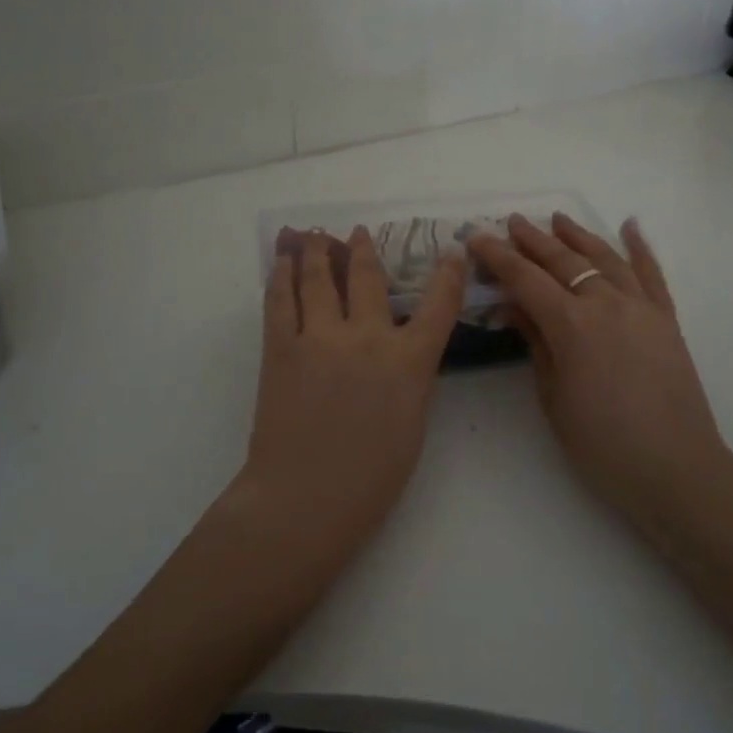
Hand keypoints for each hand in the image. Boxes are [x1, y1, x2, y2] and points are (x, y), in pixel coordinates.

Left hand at [238, 228, 466, 557]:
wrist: (304, 500)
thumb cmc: (370, 478)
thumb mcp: (413, 425)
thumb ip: (411, 379)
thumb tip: (403, 351)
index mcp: (408, 362)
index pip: (438, 306)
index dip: (448, 275)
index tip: (451, 253)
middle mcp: (366, 338)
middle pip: (367, 278)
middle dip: (364, 250)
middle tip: (359, 232)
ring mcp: (319, 338)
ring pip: (318, 279)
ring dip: (317, 250)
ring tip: (314, 234)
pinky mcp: (280, 347)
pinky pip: (280, 300)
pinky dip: (281, 275)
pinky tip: (281, 262)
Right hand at [468, 214, 729, 528]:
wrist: (675, 469)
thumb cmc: (601, 444)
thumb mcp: (553, 397)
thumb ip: (535, 343)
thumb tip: (514, 306)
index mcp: (571, 325)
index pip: (525, 279)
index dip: (498, 256)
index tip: (478, 237)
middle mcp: (605, 303)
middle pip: (563, 260)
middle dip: (533, 239)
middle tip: (511, 222)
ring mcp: (641, 307)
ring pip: (605, 258)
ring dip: (579, 235)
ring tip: (557, 219)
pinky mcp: (666, 319)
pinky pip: (652, 274)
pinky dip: (641, 247)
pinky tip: (631, 226)